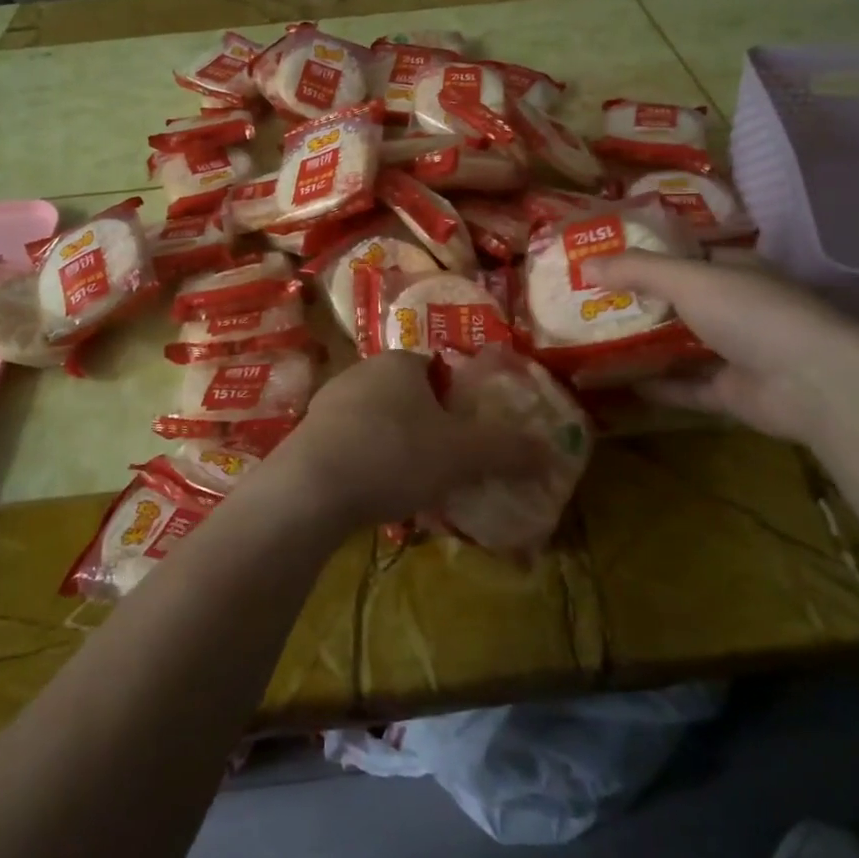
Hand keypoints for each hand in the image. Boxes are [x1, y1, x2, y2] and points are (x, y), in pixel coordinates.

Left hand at [263, 352, 539, 531]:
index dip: (456, 402)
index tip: (465, 438)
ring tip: (411, 487)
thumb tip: (551, 450)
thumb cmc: (393, 455)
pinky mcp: (307, 434)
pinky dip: (366, 463)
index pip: (438, 370)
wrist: (310, 489)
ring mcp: (329, 401)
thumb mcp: (461, 455)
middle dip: (427, 428)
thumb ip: (507, 450)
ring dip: (395, 447)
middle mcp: (362, 371)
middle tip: (444, 466)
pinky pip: (350, 444)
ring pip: (377, 421)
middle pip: (407, 396)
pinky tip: (374, 495)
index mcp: (400, 362)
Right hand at [581, 251, 858, 444]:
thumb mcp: (688, 279)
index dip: (644, 256)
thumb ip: (636, 270)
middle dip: (636, 302)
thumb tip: (583, 264)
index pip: (684, 255)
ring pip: (680, 345)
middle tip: (586, 303)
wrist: (814, 382)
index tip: (601, 260)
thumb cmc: (752, 313)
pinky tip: (620, 384)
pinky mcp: (733, 392)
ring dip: (644, 345)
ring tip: (593, 342)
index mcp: (733, 269)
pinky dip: (658, 386)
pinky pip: (687, 386)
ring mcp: (737, 351)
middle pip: (677, 301)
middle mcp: (736, 306)